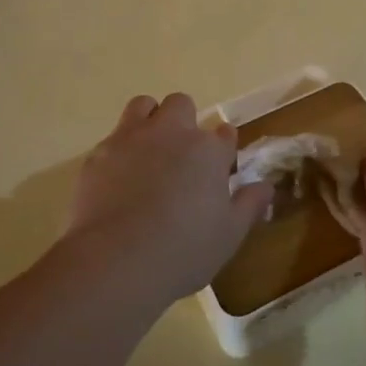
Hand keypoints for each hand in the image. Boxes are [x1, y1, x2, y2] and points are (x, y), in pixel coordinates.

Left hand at [63, 94, 272, 305]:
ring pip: (143, 105)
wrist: (117, 260)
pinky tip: (118, 178)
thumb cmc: (184, 251)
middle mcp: (172, 133)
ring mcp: (132, 138)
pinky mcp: (99, 153)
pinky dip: (120, 150)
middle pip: (181, 105)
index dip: (223, 147)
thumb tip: (266, 186)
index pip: (224, 134)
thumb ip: (249, 205)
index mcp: (208, 151)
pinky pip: (113, 136)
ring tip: (148, 152)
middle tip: (181, 157)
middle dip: (184, 122)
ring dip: (150, 120)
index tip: (220, 166)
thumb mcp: (229, 235)